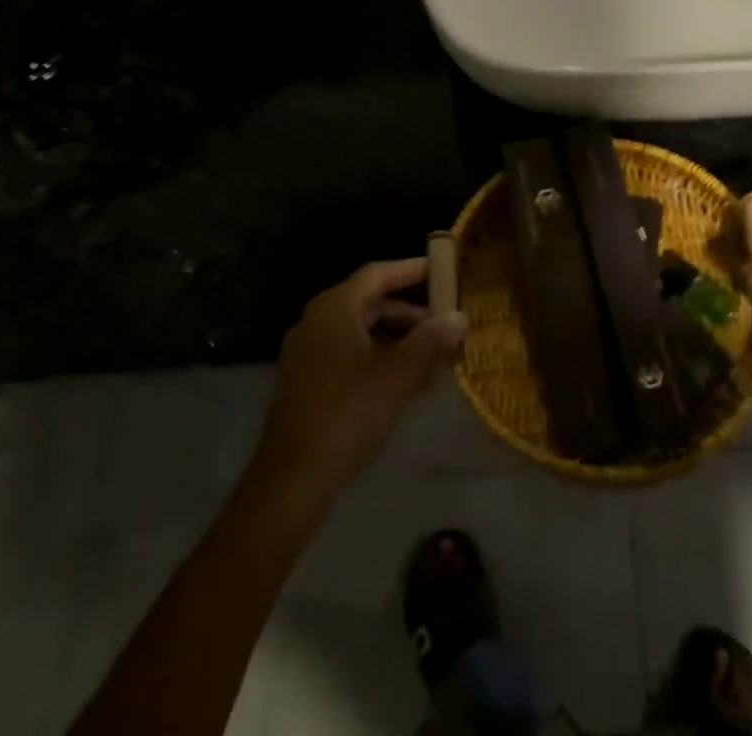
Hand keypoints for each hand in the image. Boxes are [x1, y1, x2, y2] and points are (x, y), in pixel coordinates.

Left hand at [252, 258, 466, 500]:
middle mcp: (317, 322)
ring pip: (362, 332)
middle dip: (410, 313)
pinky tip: (409, 382)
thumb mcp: (397, 376)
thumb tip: (459, 317)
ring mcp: (308, 353)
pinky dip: (380, 359)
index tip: (442, 270)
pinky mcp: (307, 382)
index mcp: (334, 309)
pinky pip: (350, 356)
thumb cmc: (347, 414)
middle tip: (445, 322)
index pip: (377, 274)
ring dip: (399, 340)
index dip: (411, 270)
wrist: (291, 480)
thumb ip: (430, 341)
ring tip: (435, 357)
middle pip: (370, 303)